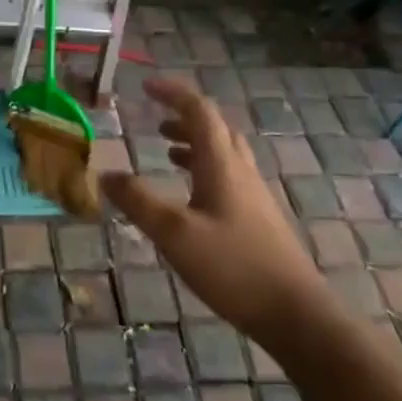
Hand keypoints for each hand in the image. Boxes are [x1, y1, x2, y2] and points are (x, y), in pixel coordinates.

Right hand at [100, 78, 328, 345]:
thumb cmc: (232, 267)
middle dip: (184, 117)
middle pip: (215, 129)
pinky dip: (204, 170)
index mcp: (221, 165)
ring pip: (223, 154)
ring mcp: (253, 196)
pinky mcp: (258, 219)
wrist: (295, 313)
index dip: (174, 93)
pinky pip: (228, 177)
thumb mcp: (174, 233)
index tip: (146, 86)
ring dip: (194, 144)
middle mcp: (241, 171)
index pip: (199, 111)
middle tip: (155, 119)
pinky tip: (190, 196)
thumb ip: (138, 201)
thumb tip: (105, 174)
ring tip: (167, 151)